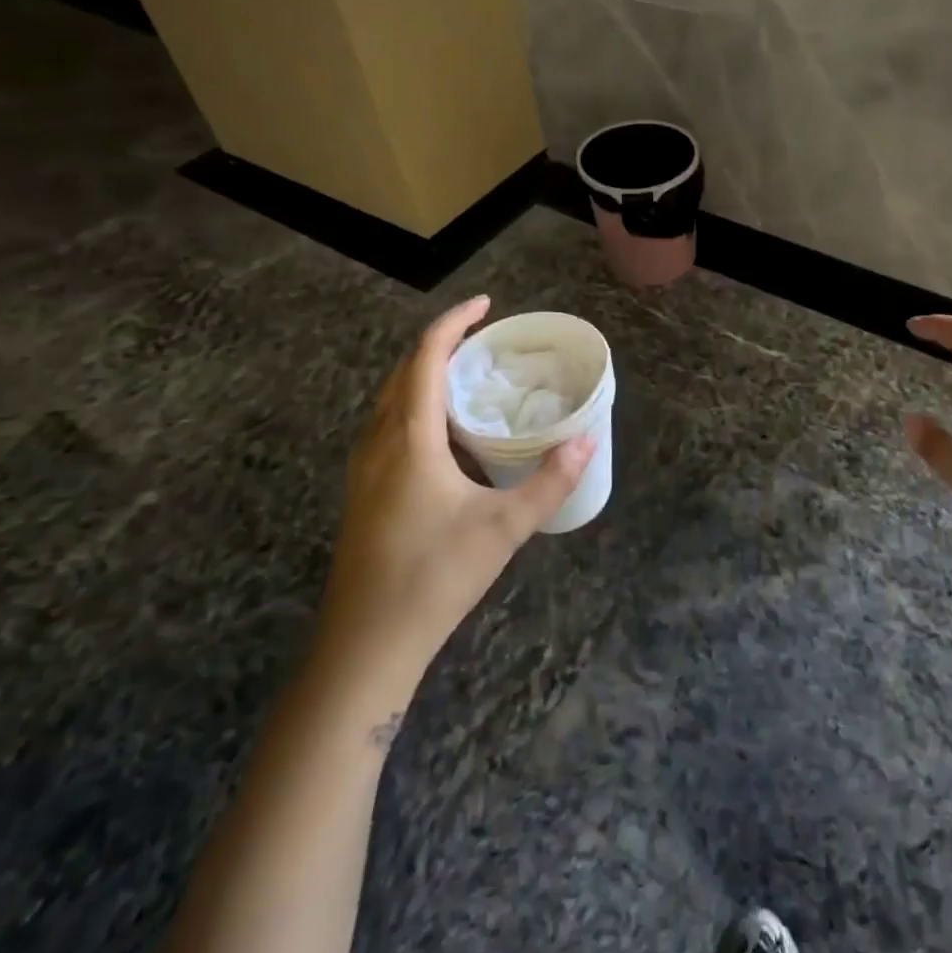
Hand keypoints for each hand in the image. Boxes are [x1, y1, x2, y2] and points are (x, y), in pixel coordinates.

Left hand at [309, 296, 593, 711]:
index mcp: (408, 438)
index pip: (425, 358)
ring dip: (426, 377)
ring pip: (391, 401)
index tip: (487, 306)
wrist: (365, 646)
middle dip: (441, 346)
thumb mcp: (504, 527)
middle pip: (403, 373)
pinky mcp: (363, 493)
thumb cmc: (434, 577)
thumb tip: (588, 438)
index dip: (454, 323)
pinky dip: (417, 408)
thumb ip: (550, 481)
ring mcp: (364, 470)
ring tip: (470, 380)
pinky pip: (389, 427)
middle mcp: (379, 443)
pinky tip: (448, 437)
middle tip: (486, 342)